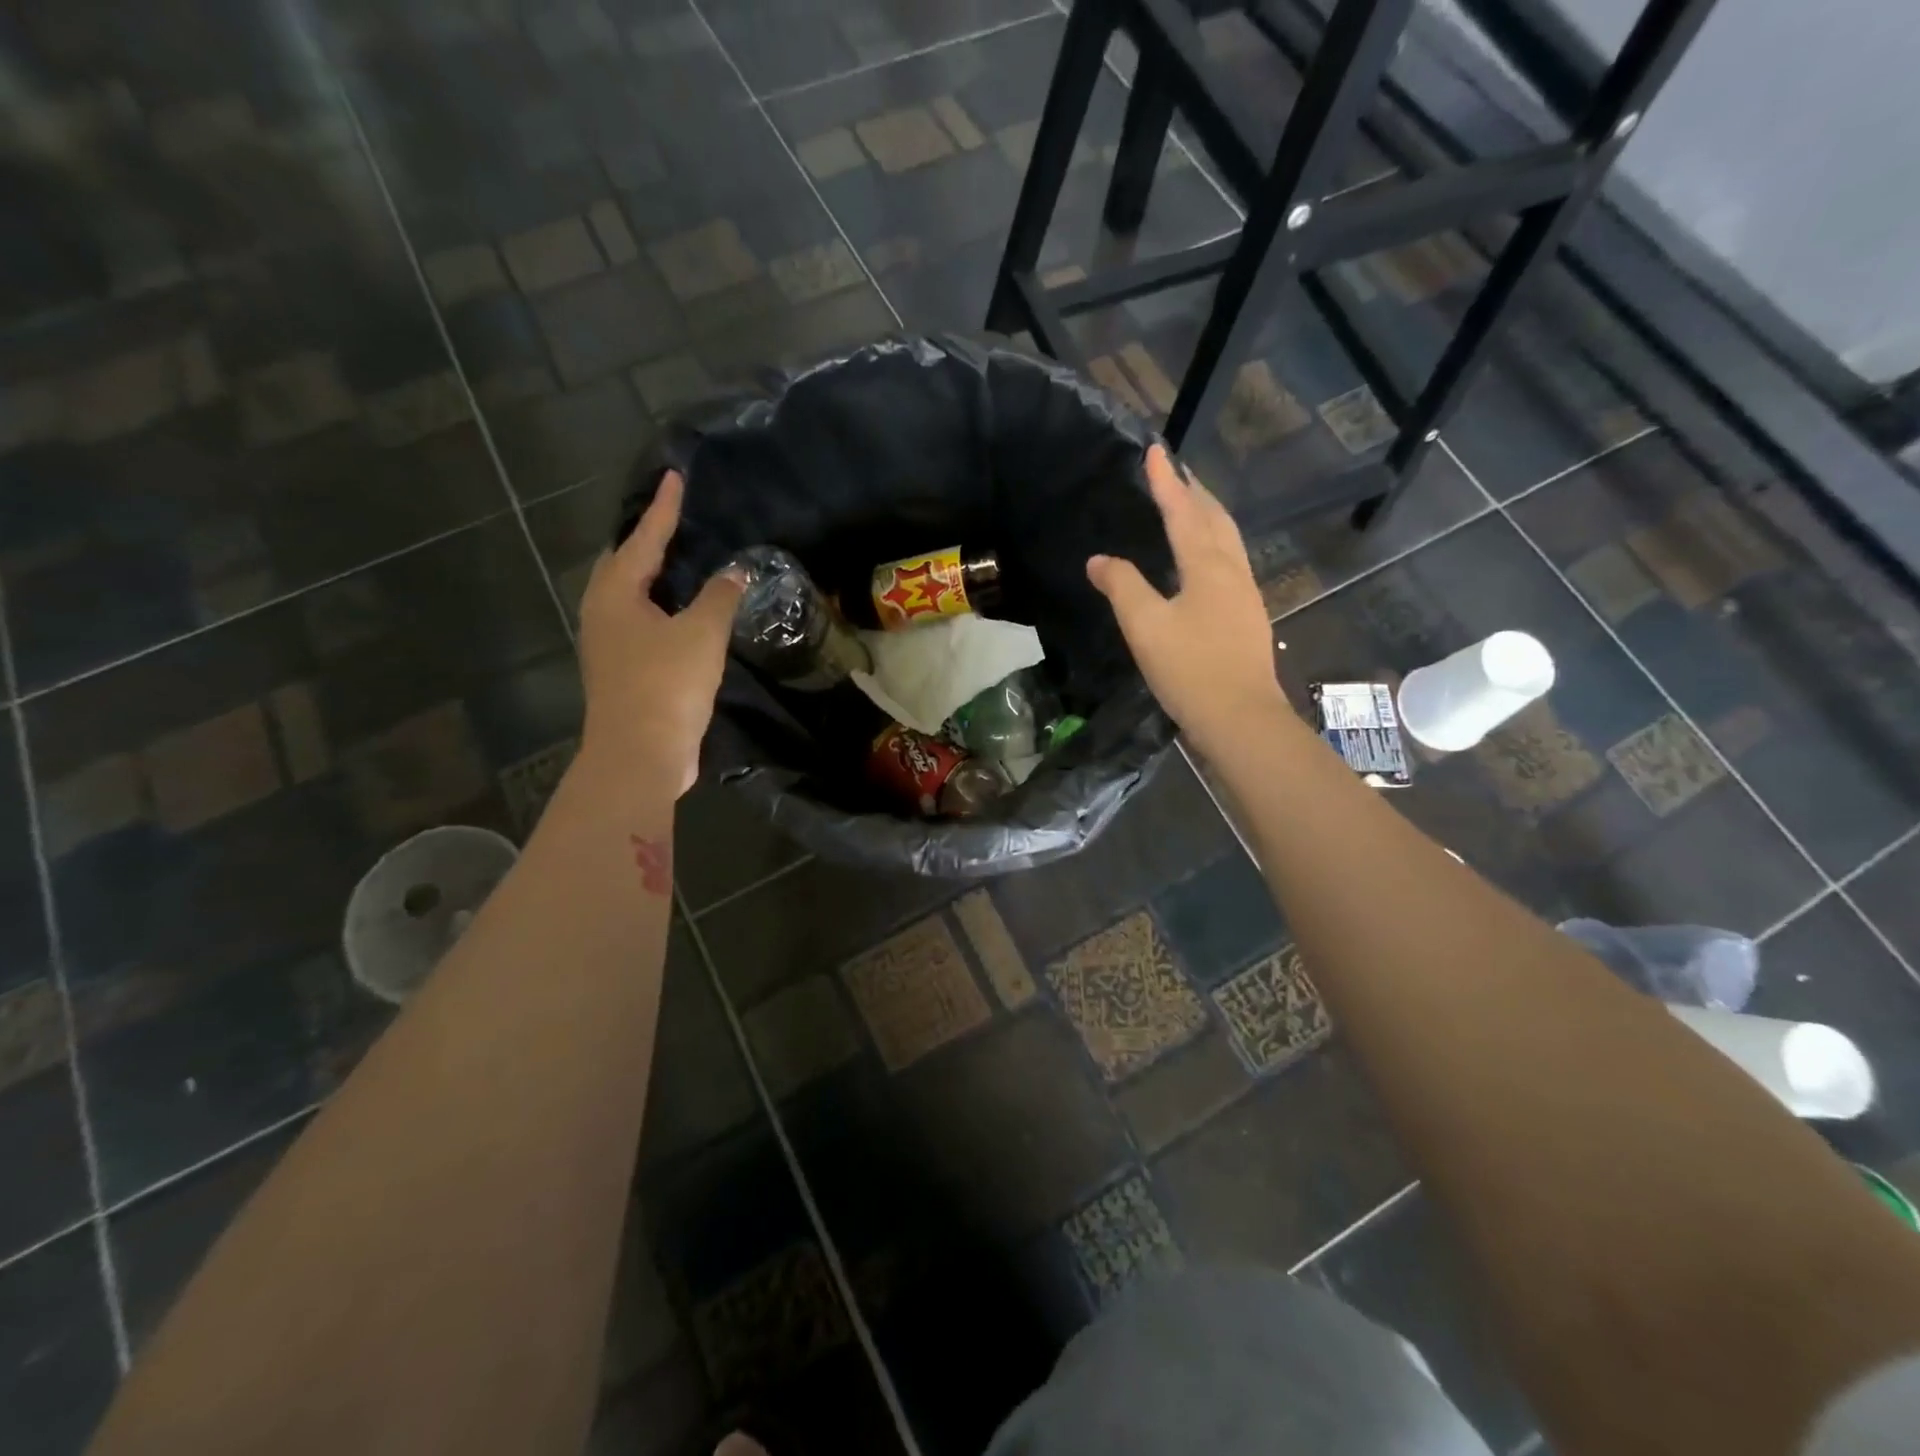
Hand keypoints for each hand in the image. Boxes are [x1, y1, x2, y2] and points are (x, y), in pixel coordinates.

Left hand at [575, 471, 745, 797]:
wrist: (640, 755)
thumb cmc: (666, 685)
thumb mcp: (702, 634)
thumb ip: (720, 596)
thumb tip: (735, 571)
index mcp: (615, 594)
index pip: (643, 539)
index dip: (664, 509)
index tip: (675, 477)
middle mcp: (603, 613)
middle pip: (623, 565)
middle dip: (647, 541)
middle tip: (674, 521)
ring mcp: (609, 645)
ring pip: (629, 597)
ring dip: (653, 577)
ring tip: (680, 562)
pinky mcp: (623, 671)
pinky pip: (640, 624)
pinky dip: (661, 609)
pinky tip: (683, 614)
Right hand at [1087, 444, 1286, 756]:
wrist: (1241, 718)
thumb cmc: (1190, 669)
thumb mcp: (1145, 626)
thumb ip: (1122, 586)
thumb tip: (1099, 560)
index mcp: (1207, 566)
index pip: (1182, 512)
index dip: (1166, 482)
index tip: (1154, 451)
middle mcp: (1232, 571)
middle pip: (1215, 519)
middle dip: (1194, 492)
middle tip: (1176, 472)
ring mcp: (1245, 594)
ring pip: (1228, 541)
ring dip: (1209, 516)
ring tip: (1192, 505)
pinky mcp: (1247, 617)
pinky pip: (1230, 563)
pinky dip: (1214, 544)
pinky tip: (1205, 560)